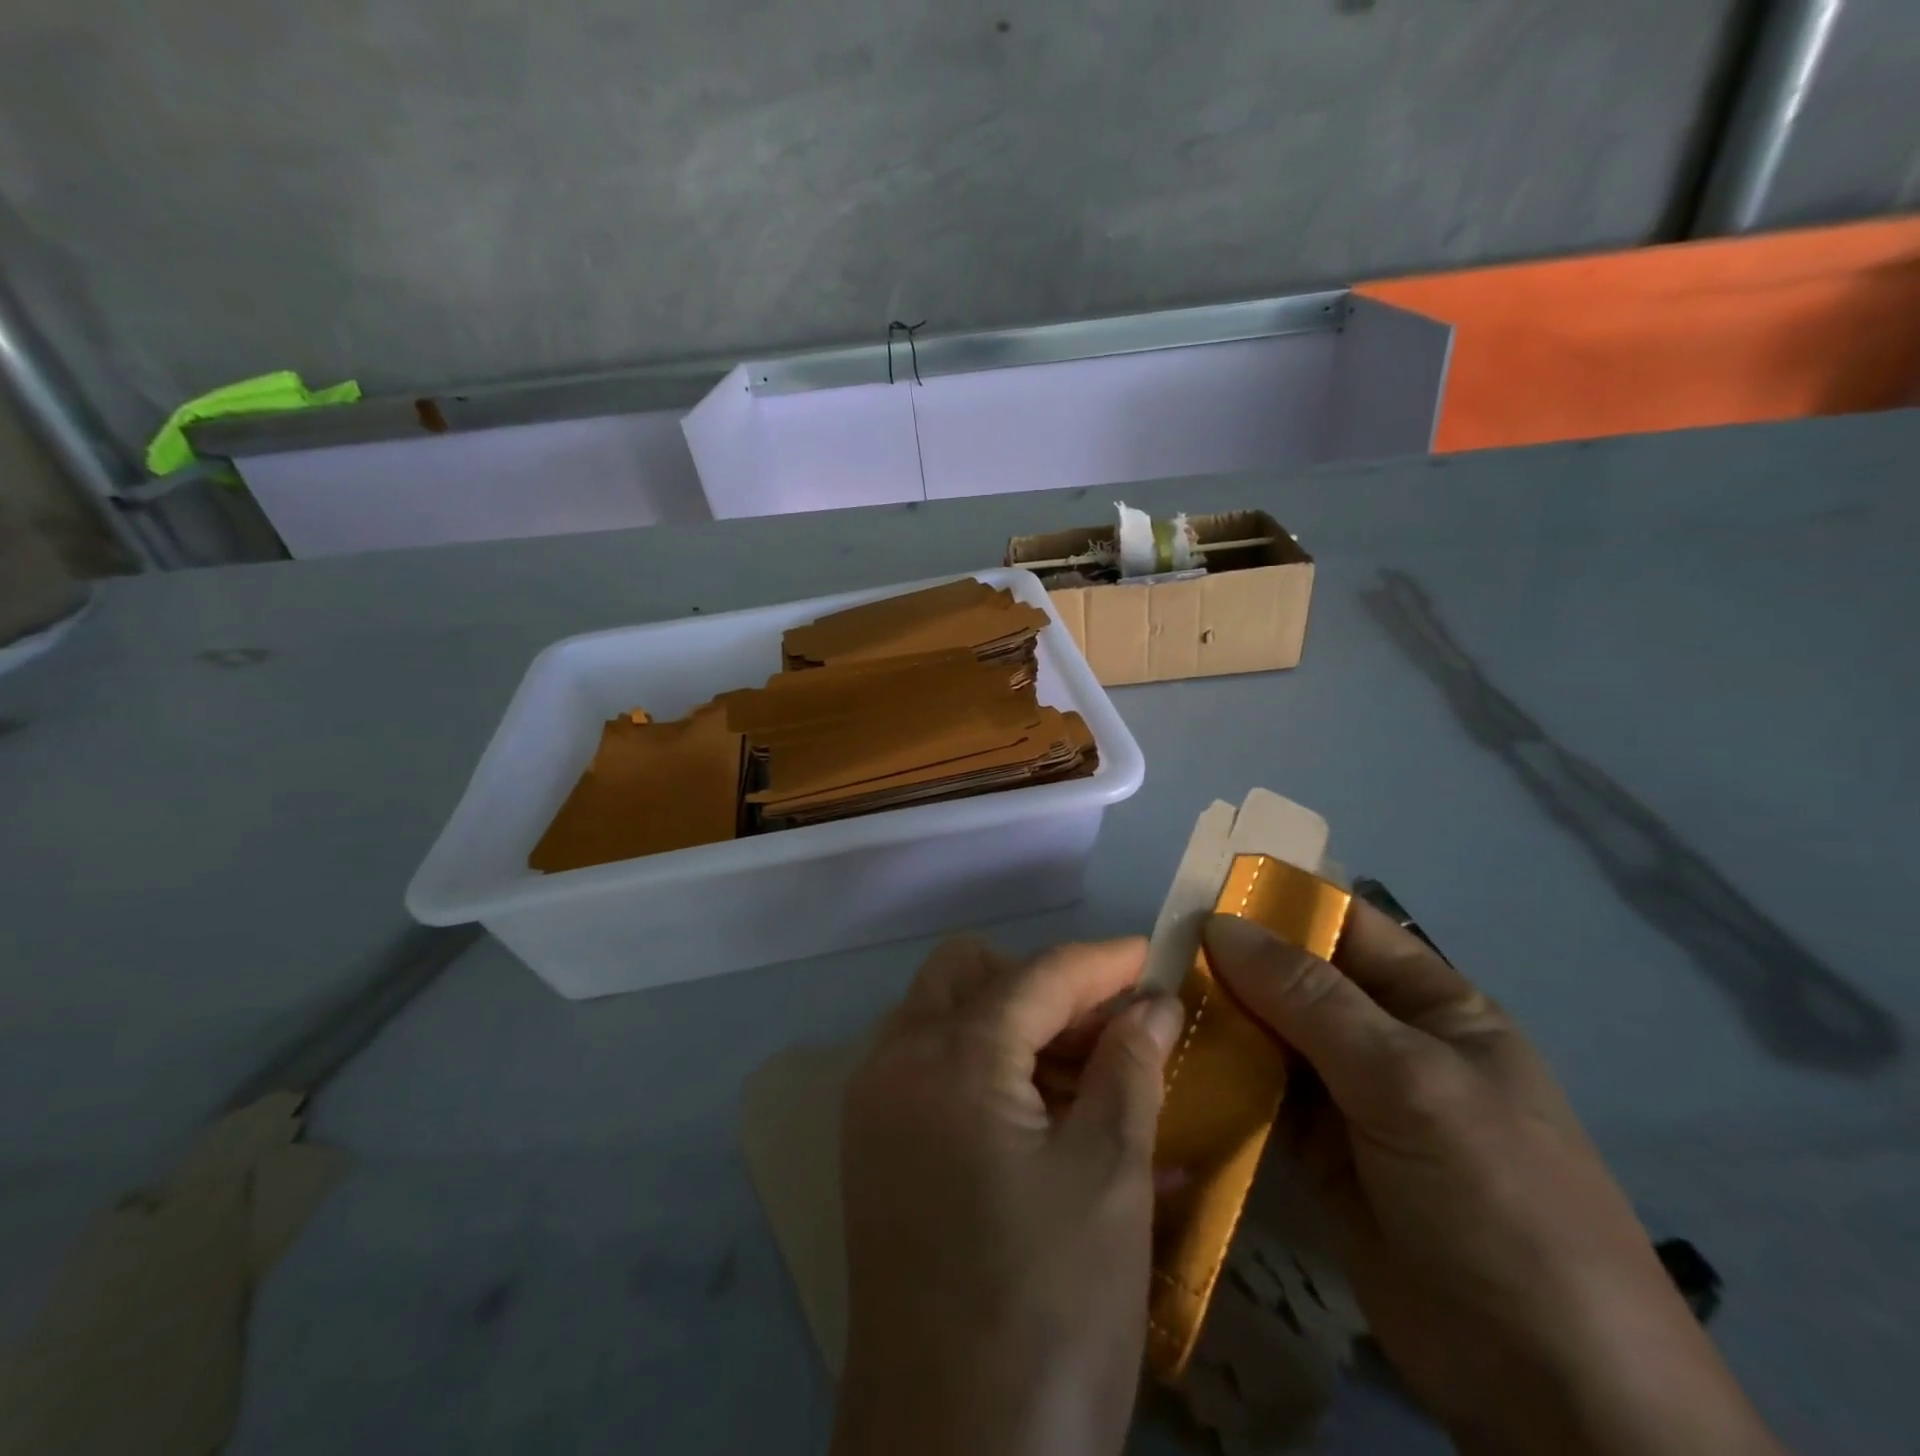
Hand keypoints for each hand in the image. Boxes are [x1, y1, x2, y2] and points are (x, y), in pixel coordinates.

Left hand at [832, 937, 1184, 1455]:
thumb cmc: (1047, 1315)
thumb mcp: (1109, 1182)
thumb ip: (1130, 1071)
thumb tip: (1154, 1004)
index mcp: (950, 1059)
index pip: (1037, 975)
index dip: (1102, 962)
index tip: (1154, 959)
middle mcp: (895, 1063)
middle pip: (969, 974)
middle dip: (1043, 985)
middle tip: (1109, 1028)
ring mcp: (874, 1108)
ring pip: (945, 1017)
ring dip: (1014, 1024)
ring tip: (1091, 1076)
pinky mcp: (874, 1152)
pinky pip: (931, 1071)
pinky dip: (987, 1070)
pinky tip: (1050, 1119)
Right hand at [1203, 904, 1782, 1455]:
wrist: (1548, 1390)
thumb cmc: (1495, 1198)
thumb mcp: (1408, 1080)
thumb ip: (1310, 999)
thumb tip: (1221, 923)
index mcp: (1432, 1006)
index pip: (1347, 929)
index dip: (1281, 905)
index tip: (1200, 891)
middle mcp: (1387, 1042)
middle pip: (1299, 981)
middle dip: (1235, 963)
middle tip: (1155, 952)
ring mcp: (1351, 1101)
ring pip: (1272, 1036)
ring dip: (1221, 1018)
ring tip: (1150, 1001)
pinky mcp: (1318, 1155)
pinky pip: (1260, 1096)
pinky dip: (1221, 1077)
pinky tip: (1171, 1061)